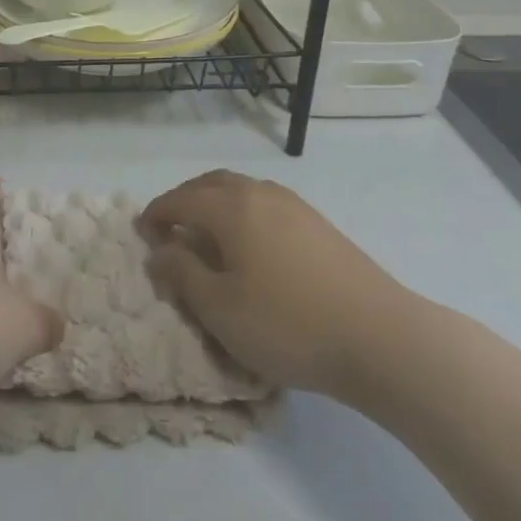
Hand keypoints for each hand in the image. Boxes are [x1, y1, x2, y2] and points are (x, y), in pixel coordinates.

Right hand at [142, 170, 408, 396]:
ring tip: (206, 236)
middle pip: (210, 184)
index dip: (156, 214)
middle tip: (169, 229)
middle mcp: (259, 192)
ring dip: (214, 204)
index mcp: (231, 207)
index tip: (141, 232)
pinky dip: (241, 212)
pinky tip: (249, 244)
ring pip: (240, 189)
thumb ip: (183, 275)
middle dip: (184, 201)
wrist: (379, 335)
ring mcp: (293, 204)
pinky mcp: (317, 223)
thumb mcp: (221, 309)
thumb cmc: (288, 324)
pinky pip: (264, 203)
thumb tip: (160, 251)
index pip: (180, 200)